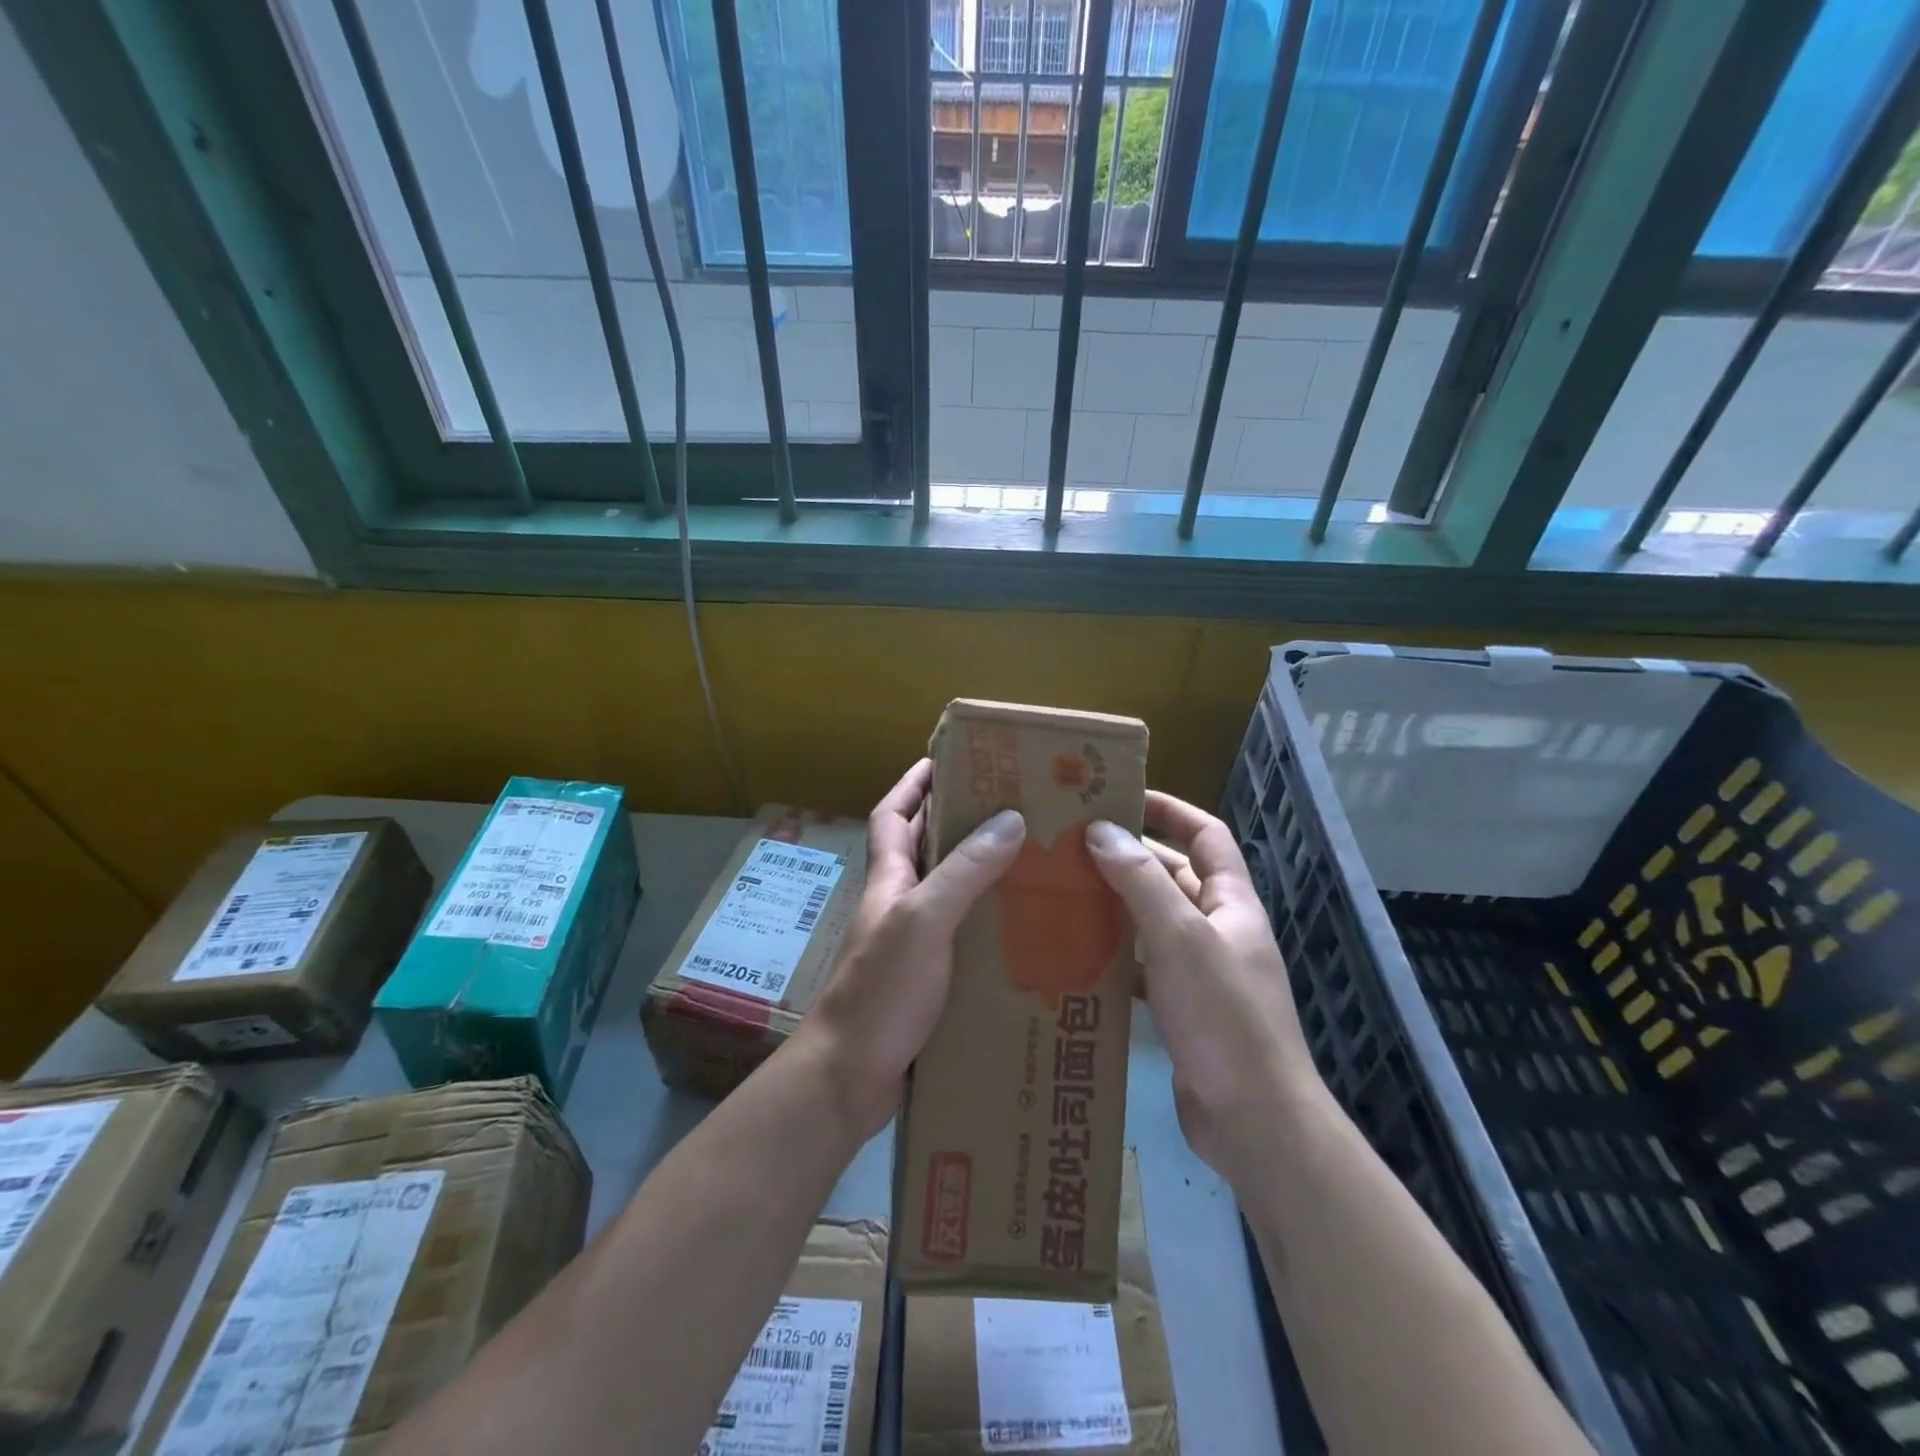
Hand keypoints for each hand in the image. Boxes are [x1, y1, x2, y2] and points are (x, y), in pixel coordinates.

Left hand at [796, 759, 1025, 1137]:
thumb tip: (1010, 818)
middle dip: (958, 821)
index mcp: (889, 879)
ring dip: (980, 873)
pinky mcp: (928, 980)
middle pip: (924, 848)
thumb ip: (964, 871)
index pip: (894, 814)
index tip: (947, 758)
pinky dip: (987, 924)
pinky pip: (962, 936)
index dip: (914, 783)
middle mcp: (898, 904)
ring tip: (1030, 860)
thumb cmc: (880, 990)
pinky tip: (1022, 930)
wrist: (847, 1077)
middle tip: (1012, 807)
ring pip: (948, 892)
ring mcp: (911, 944)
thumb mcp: (924, 921)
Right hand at [1085, 792, 1325, 1180]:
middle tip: (1071, 846)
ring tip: (1062, 893)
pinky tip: (1076, 956)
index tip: (1123, 795)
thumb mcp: (1180, 939)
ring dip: (1115, 907)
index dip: (1171, 809)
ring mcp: (1201, 972)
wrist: (1254, 1122)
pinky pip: (1143, 967)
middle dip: (1128, 858)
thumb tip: (1101, 830)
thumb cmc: (1223, 1018)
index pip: (1206, 835)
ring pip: (1153, 923)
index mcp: (1231, 904)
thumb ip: (1141, 882)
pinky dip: (1114, 957)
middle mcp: (1219, 930)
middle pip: (1173, 876)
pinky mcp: (1182, 1009)